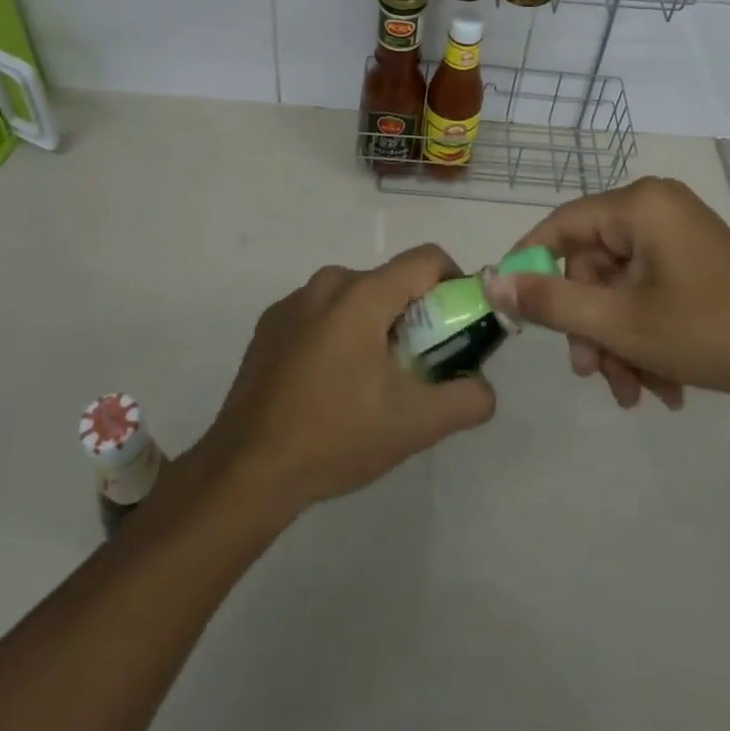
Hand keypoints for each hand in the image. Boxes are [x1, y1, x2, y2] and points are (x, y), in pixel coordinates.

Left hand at [196, 245, 495, 516]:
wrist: (246, 470)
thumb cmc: (335, 437)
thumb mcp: (414, 425)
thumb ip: (466, 400)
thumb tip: (484, 387)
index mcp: (363, 294)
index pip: (427, 259)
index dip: (454, 283)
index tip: (459, 324)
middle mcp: (328, 283)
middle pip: (391, 282)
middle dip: (414, 316)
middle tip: (418, 367)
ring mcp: (293, 302)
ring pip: (356, 298)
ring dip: (375, 327)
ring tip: (372, 384)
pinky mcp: (270, 324)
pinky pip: (322, 314)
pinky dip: (339, 335)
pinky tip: (330, 386)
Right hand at [486, 177, 729, 409]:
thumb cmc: (708, 330)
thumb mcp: (620, 322)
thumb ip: (551, 302)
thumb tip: (492, 280)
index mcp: (638, 205)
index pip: (562, 226)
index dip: (531, 265)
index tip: (511, 307)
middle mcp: (656, 209)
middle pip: (595, 266)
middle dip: (592, 327)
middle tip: (593, 375)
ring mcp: (680, 235)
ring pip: (622, 288)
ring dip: (620, 341)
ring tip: (636, 394)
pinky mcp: (697, 262)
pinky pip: (651, 292)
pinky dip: (647, 336)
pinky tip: (662, 386)